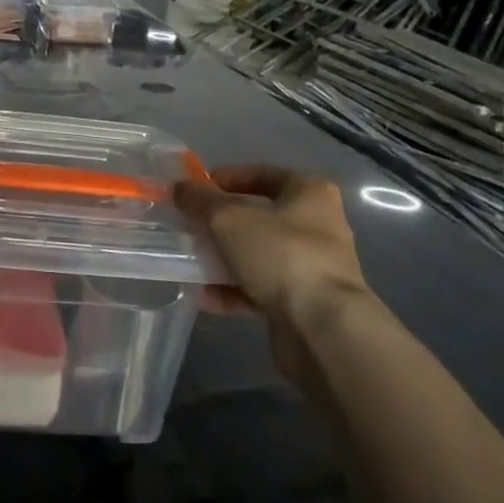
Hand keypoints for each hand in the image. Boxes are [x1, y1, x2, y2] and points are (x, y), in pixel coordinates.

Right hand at [174, 165, 374, 385]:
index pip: (261, 174)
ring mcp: (312, 267)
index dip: (225, 178)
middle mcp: (317, 226)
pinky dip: (233, 291)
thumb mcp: (229, 218)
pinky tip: (205, 296)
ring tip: (191, 262)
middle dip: (221, 222)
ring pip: (258, 254)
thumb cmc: (280, 254)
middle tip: (190, 226)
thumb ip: (200, 200)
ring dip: (224, 258)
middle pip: (259, 216)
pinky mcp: (304, 303)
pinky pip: (261, 288)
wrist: (322, 328)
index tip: (194, 190)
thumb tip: (181, 187)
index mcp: (309, 193)